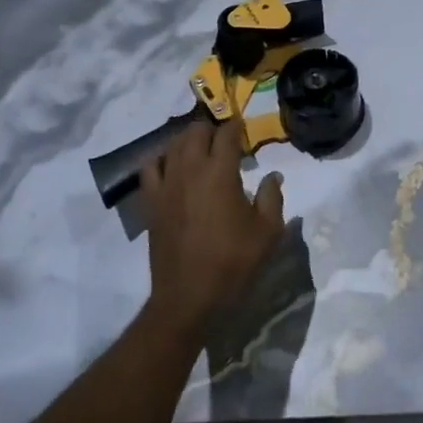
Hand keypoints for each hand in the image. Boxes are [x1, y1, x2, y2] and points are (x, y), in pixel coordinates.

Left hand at [140, 118, 285, 332]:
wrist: (188, 296)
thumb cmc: (233, 262)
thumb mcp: (267, 232)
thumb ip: (273, 197)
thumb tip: (273, 175)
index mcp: (220, 172)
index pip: (226, 134)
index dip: (236, 126)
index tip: (243, 127)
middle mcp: (190, 169)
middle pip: (195, 131)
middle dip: (211, 129)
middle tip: (224, 140)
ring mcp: (166, 184)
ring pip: (172, 144)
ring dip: (187, 140)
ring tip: (199, 148)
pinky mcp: (150, 201)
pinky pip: (149, 168)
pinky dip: (161, 159)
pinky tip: (170, 166)